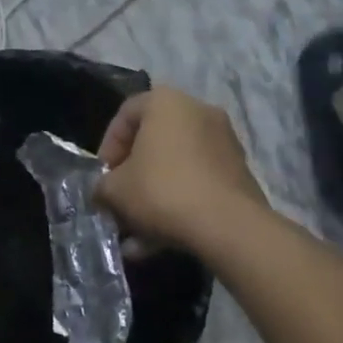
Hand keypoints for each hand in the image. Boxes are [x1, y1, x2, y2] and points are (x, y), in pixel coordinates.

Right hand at [94, 87, 267, 254]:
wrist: (230, 227)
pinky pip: (199, 183)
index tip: (103, 176)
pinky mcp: (240, 173)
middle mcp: (199, 112)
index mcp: (166, 102)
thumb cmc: (162, 191)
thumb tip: (103, 192)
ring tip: (137, 232)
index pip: (125, 115)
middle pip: (153, 142)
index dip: (108, 147)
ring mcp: (224, 143)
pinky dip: (179, 204)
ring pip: (177, 167)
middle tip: (120, 201)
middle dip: (133, 175)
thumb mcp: (115, 190)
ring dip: (154, 195)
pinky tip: (161, 240)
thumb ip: (102, 185)